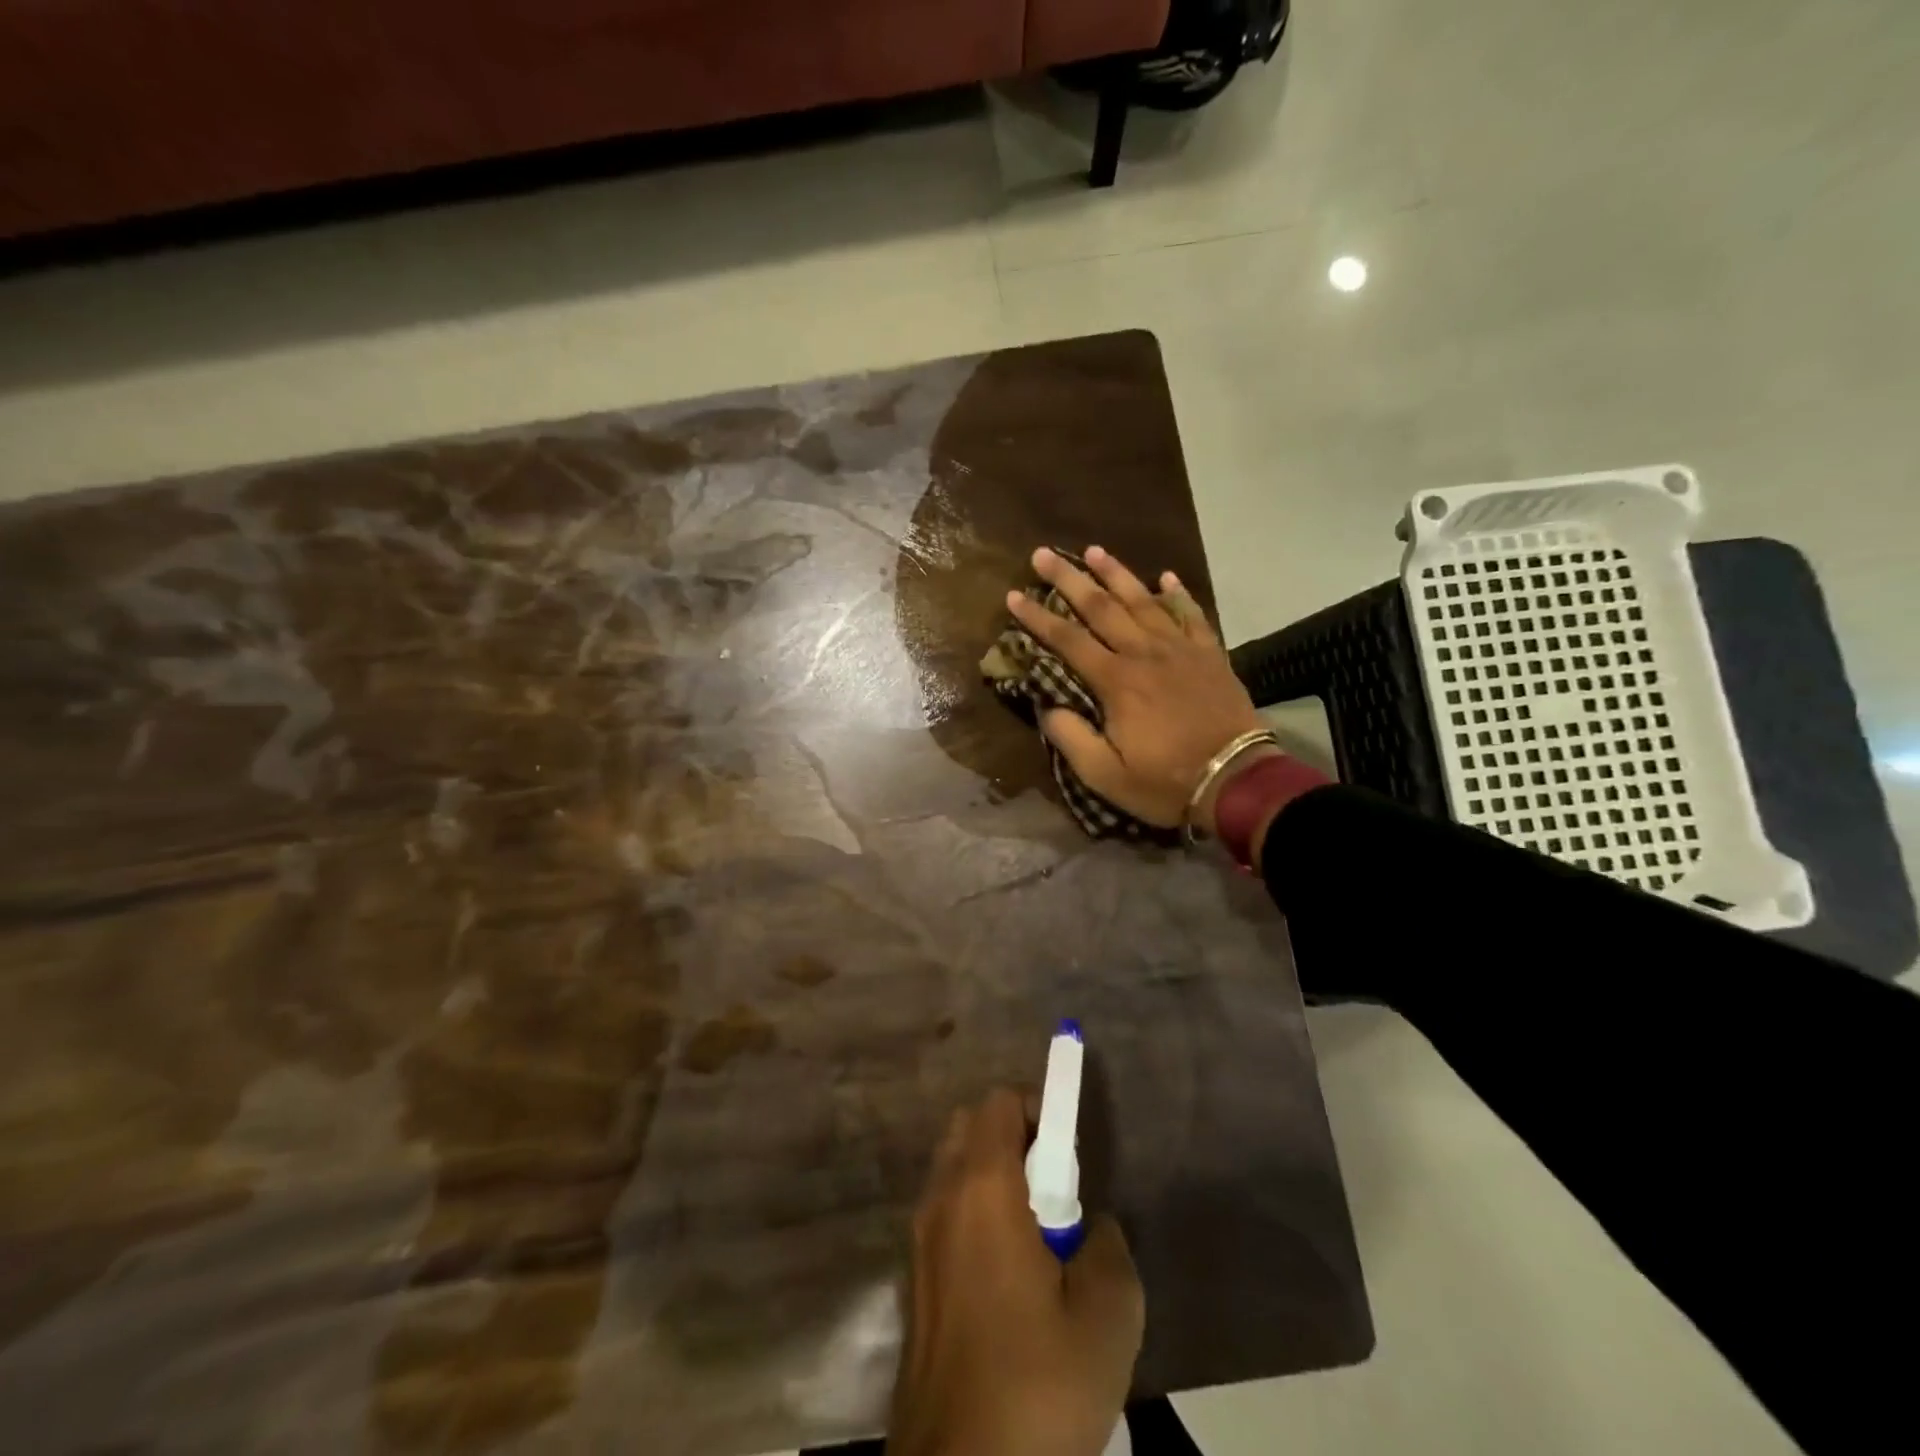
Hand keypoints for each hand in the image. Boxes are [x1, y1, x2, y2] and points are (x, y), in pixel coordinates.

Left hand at [891, 1089, 1143, 1455]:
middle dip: (1014, 1137)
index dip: (1038, 1107)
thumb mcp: (1107, 1317)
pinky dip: (974, 1213)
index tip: (1070, 1150)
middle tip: (1055, 1189)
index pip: (1000, 1102)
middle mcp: (941, 1197)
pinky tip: (1009, 1278)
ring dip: (994, 1176)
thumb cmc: (1035, 1385)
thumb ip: (1107, 1247)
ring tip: (1038, 1238)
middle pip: (970, 1126)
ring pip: (954, 1169)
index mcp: (982, 1187)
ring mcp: (919, 1237)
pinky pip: (946, 1213)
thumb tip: (1089, 1228)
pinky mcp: (913, 1278)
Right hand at [1008, 546, 1267, 834]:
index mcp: (1116, 681)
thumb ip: (1071, 738)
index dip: (1037, 617)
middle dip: (1068, 579)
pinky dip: (1178, 594)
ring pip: (1143, 600)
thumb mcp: (1105, 775)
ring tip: (1094, 549)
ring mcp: (1181, 649)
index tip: (1013, 595)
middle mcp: (1144, 653)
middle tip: (1044, 553)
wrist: (1237, 780)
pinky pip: (1191, 614)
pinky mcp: (1210, 654)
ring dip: (1116, 574)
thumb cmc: (1165, 781)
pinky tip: (1166, 576)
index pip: (1067, 640)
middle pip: (1101, 607)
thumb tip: (1046, 707)